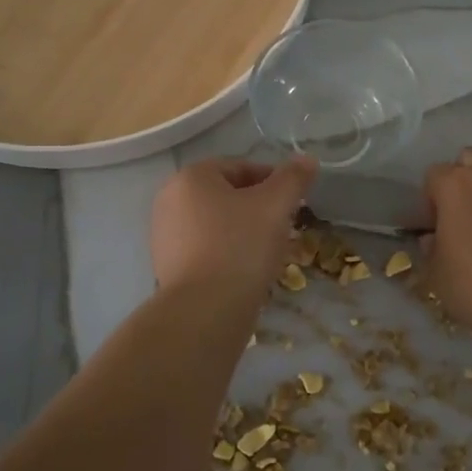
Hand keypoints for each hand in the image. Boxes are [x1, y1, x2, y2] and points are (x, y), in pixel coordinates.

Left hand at [150, 157, 315, 296]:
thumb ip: (293, 178)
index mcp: (191, 177)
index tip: (294, 202)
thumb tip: (306, 159)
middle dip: (258, 207)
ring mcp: (165, 236)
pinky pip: (207, 250)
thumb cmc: (240, 246)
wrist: (205, 311)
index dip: (272, 181)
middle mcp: (170, 200)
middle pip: (226, 195)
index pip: (240, 167)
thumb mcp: (275, 205)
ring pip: (217, 224)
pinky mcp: (168, 267)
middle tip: (284, 227)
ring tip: (269, 252)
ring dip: (245, 231)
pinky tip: (247, 271)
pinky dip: (228, 253)